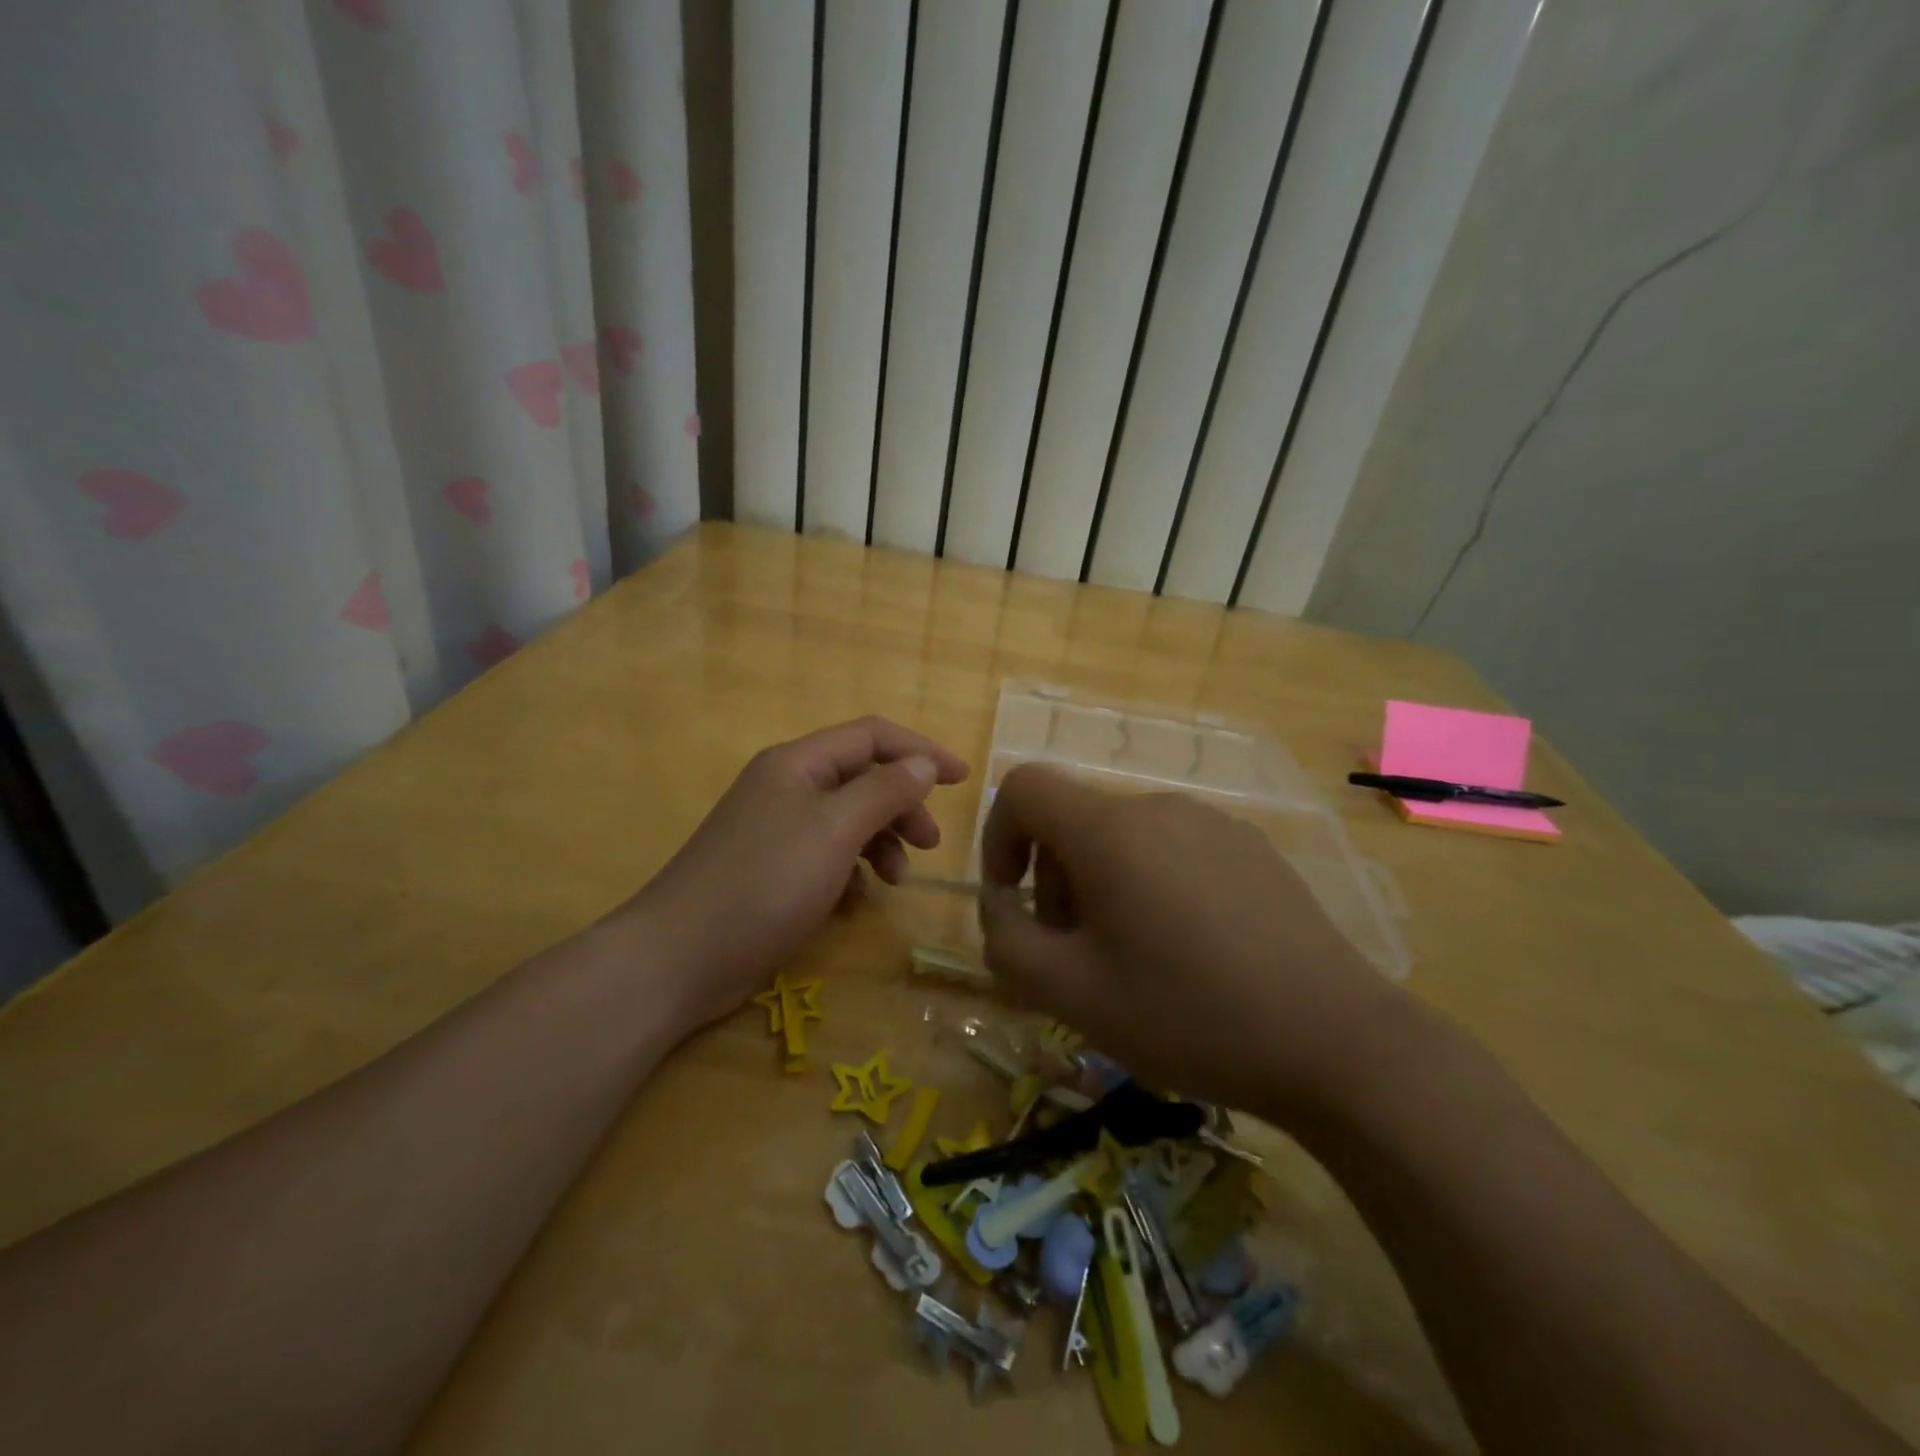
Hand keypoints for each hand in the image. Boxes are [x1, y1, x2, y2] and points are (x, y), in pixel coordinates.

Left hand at [631, 718, 968, 1028]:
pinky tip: (855, 897)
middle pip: (862, 778)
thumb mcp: (835, 829)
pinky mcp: (772, 869)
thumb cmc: (765, 882)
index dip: (920, 751)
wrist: (680, 958)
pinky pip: (827, 854)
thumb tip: (922, 764)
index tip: (962, 779)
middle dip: (902, 805)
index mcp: (799, 763)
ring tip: (896, 880)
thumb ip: (884, 791)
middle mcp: (787, 786)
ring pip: (848, 819)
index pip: (872, 736)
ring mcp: (776, 829)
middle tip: (930, 844)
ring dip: (881, 841)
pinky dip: (851, 868)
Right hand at [977, 765, 1410, 1117]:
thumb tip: (1000, 904)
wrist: (1335, 1042)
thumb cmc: (1187, 1015)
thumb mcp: (1070, 994)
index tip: (1013, 898)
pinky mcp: (1252, 848)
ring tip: (1135, 960)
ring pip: (1124, 839)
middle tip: (1077, 955)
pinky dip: (1152, 886)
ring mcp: (1213, 823)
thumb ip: (1007, 941)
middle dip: (1055, 880)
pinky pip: (1174, 851)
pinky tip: (1191, 952)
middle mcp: (1160, 807)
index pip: (1024, 787)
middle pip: (1075, 821)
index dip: (998, 835)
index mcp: (1110, 830)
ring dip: (1103, 887)